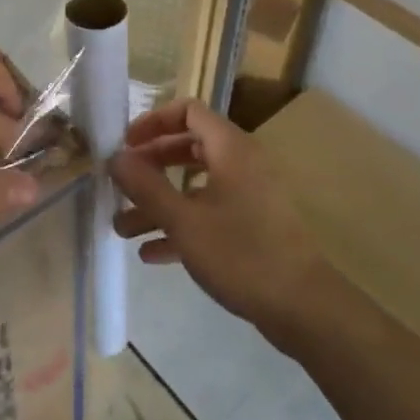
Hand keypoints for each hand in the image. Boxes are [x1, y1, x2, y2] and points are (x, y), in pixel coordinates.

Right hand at [108, 98, 326, 337]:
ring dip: (159, 203)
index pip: (189, 111)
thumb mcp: (183, 220)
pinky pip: (209, 214)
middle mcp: (242, 164)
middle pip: (189, 147)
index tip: (126, 145)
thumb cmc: (240, 254)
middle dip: (151, 166)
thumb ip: (145, 186)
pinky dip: (180, 226)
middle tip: (122, 183)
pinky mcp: (252, 227)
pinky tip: (151, 253)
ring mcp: (249, 197)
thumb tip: (116, 158)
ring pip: (195, 186)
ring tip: (123, 228)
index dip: (153, 121)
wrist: (304, 308)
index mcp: (231, 149)